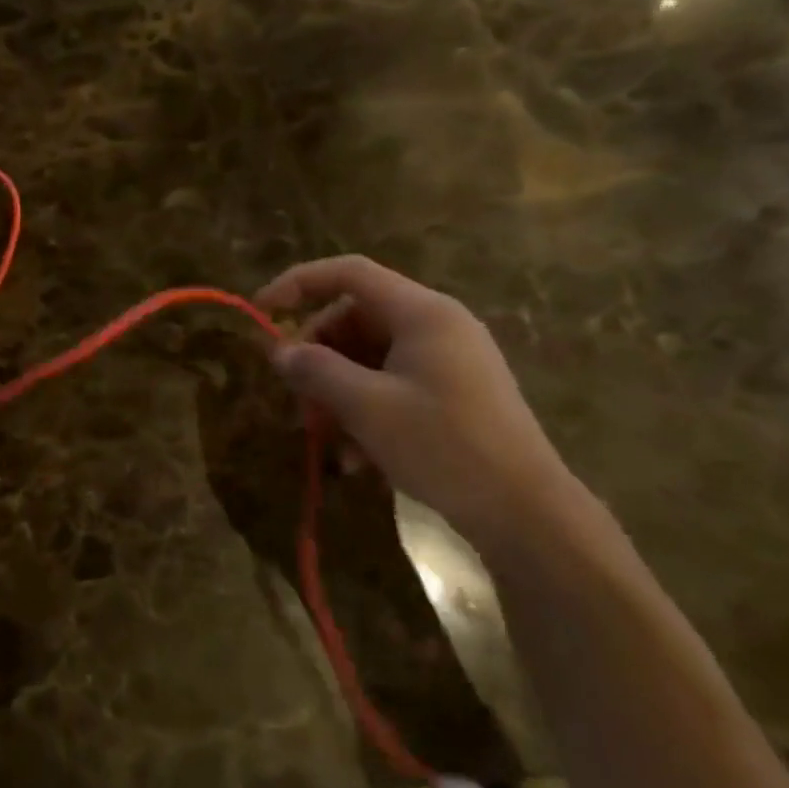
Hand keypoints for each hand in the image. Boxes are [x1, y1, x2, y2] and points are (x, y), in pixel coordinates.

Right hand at [256, 256, 596, 558]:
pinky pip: (393, 387)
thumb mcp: (368, 408)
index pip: (349, 274)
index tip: (261, 312)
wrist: (527, 514)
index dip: (299, 284)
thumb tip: (279, 351)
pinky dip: (366, 414)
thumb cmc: (445, 447)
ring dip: (338, 394)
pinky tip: (356, 460)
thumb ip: (317, 371)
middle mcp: (437, 326)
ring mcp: (448, 361)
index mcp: (422, 313)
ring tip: (324, 439)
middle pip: (355, 320)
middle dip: (318, 358)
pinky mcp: (453, 395)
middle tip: (297, 400)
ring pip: (370, 359)